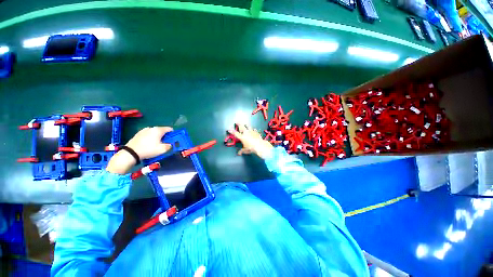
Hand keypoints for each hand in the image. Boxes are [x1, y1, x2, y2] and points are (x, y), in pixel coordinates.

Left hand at [106, 127, 172, 173]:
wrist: (131, 153)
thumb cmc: (149, 150)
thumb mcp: (162, 149)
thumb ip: (169, 146)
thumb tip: (170, 144)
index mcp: (158, 130)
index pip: (169, 129)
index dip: (173, 134)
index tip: (173, 140)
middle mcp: (151, 128)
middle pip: (162, 130)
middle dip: (165, 136)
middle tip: (165, 143)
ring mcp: (144, 130)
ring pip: (155, 133)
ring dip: (157, 137)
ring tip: (156, 144)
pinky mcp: (138, 134)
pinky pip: (148, 134)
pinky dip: (151, 138)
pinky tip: (149, 144)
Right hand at [228, 123, 272, 159]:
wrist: (259, 145)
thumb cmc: (251, 148)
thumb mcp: (245, 150)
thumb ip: (242, 151)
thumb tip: (239, 153)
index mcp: (242, 137)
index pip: (235, 133)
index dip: (232, 131)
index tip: (229, 129)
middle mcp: (246, 133)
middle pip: (241, 127)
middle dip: (239, 124)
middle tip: (237, 121)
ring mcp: (251, 131)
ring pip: (248, 126)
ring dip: (246, 124)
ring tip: (245, 123)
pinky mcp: (256, 132)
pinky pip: (254, 129)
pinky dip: (253, 129)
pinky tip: (253, 129)